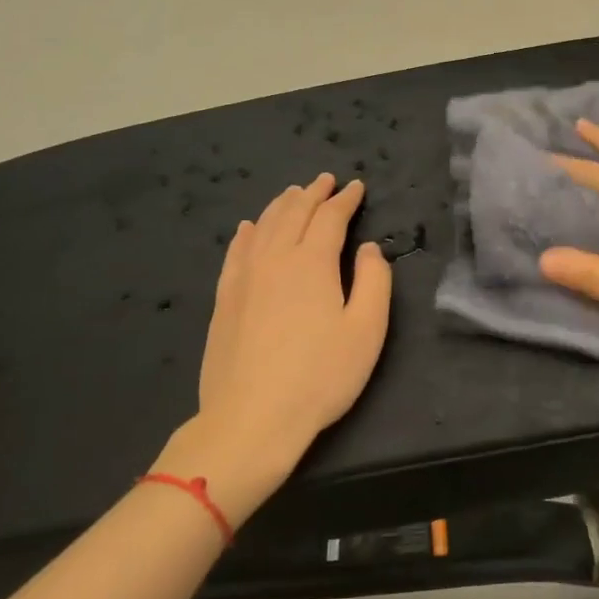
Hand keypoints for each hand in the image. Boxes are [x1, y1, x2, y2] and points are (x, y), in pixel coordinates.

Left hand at [162, 174, 391, 520]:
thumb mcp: (366, 331)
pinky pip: (236, 252)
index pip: (329, 218)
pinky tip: (249, 227)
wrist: (252, 417)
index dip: (345, 200)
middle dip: (312, 193)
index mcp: (312, 262)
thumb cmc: (320, 377)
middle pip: (293, 214)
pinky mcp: (224, 299)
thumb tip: (368, 249)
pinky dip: (247, 233)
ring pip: (263, 227)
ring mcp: (243, 278)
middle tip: (325, 181)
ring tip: (293, 194)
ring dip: (281, 206)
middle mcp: (274, 259)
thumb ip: (374, 282)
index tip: (356, 187)